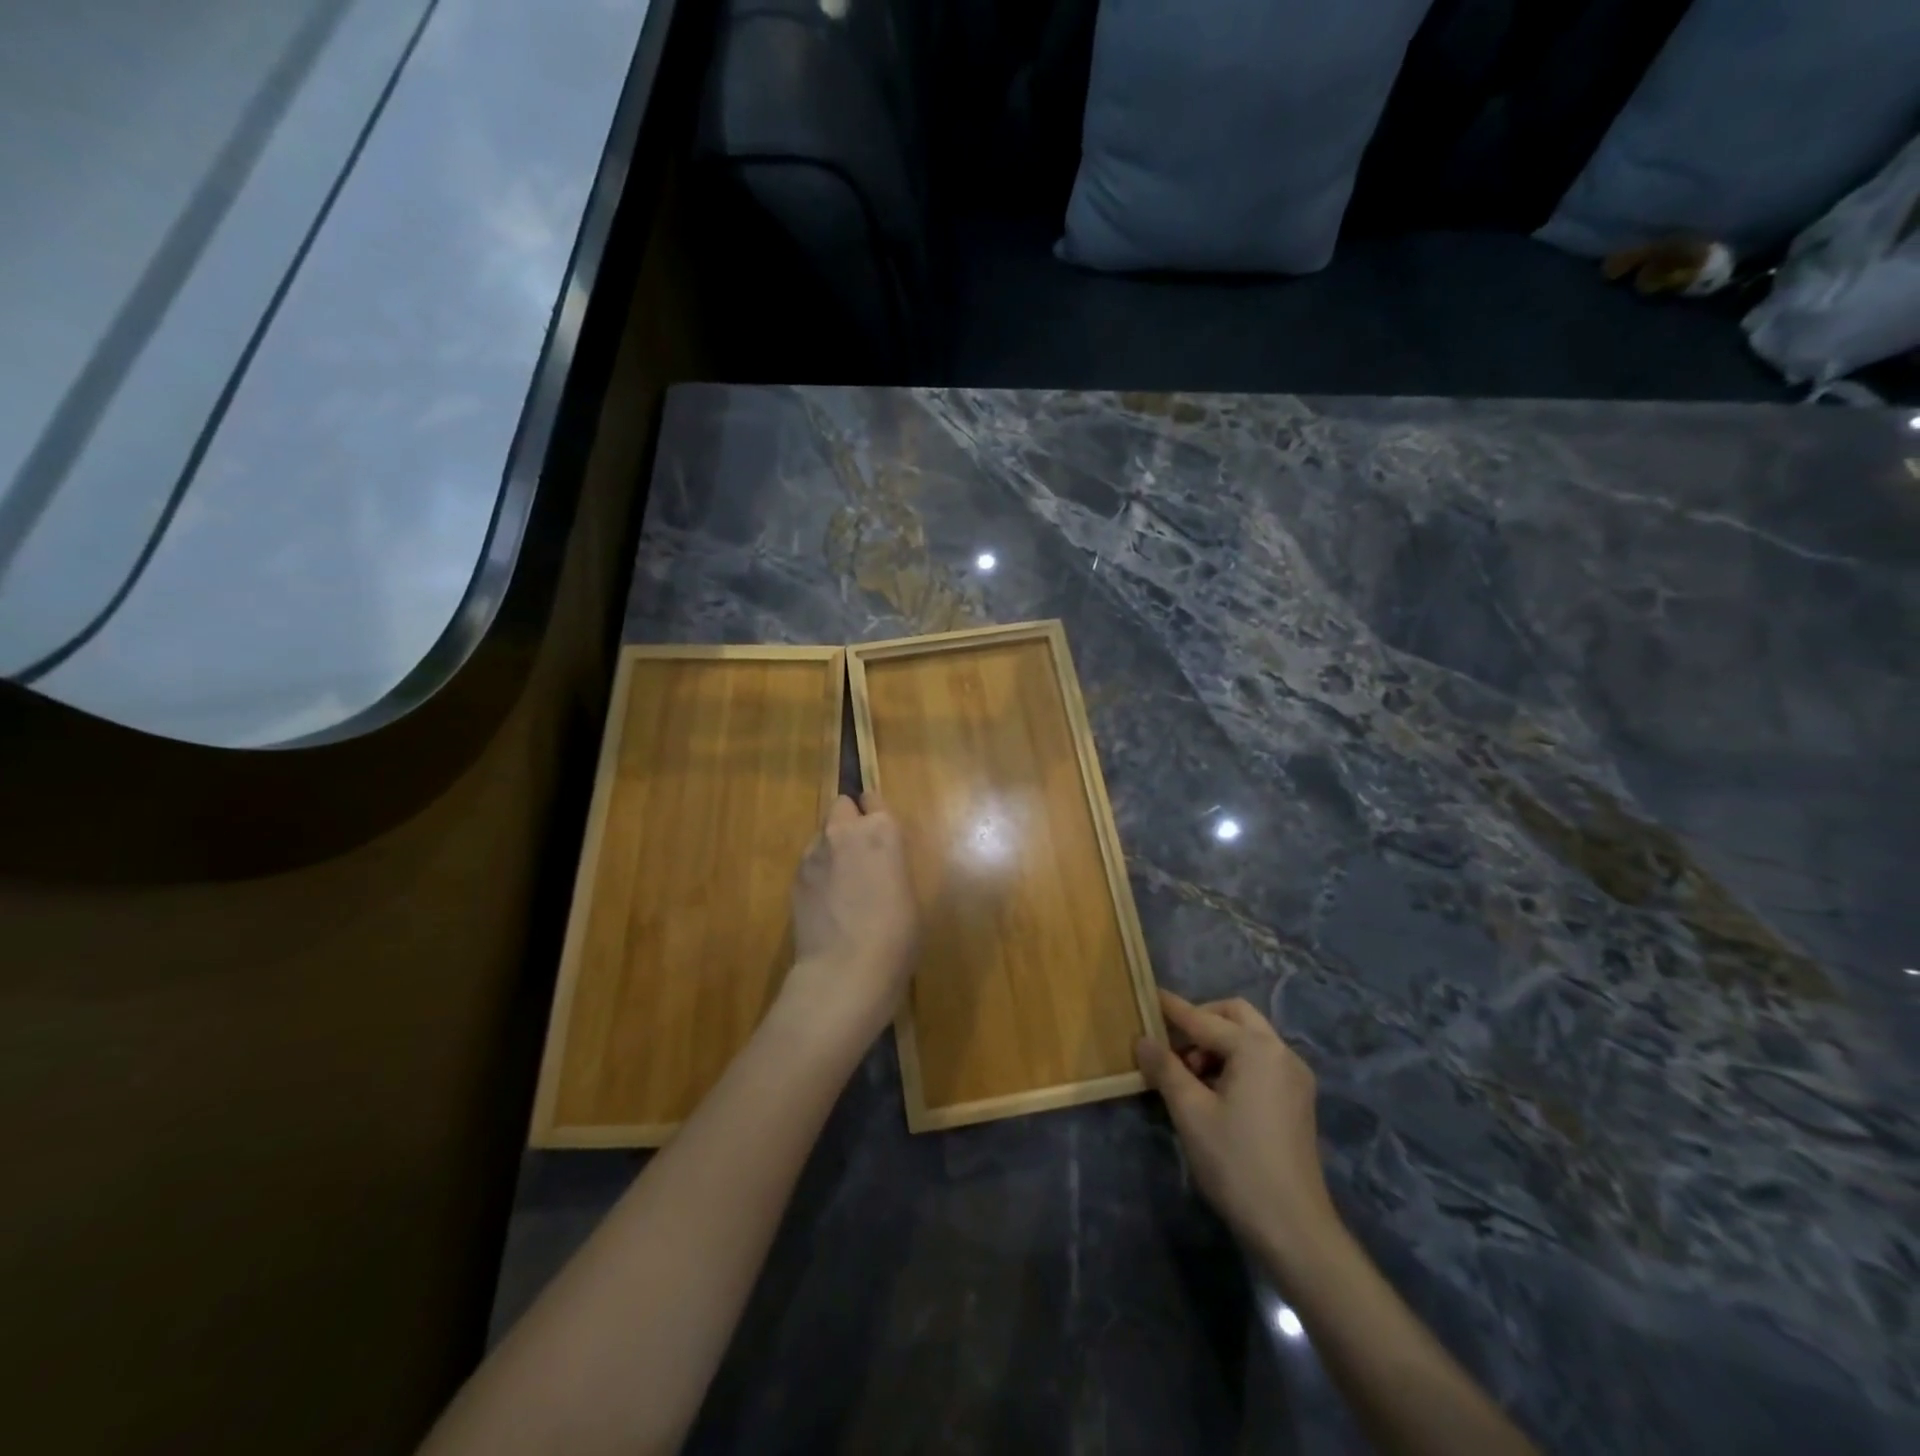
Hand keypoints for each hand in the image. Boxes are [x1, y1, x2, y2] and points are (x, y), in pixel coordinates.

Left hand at [781, 792, 918, 1041]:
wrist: (846, 971)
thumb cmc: (896, 935)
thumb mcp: (909, 892)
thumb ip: (891, 863)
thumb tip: (880, 864)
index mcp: (882, 831)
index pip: (873, 798)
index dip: (876, 813)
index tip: (880, 832)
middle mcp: (844, 832)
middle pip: (841, 806)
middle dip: (849, 822)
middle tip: (861, 854)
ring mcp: (814, 854)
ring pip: (822, 835)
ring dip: (832, 848)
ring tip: (841, 885)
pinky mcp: (795, 878)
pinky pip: (810, 863)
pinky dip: (818, 873)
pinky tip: (827, 903)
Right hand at [1136, 990, 1341, 1284]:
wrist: (1293, 1228)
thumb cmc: (1236, 1163)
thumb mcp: (1190, 1112)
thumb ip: (1165, 1068)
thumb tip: (1143, 1039)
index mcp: (1256, 1049)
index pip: (1203, 1019)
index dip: (1172, 1008)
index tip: (1148, 994)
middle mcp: (1281, 1053)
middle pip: (1235, 1016)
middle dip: (1201, 1021)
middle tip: (1171, 1045)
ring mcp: (1295, 1077)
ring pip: (1249, 1039)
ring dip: (1217, 1044)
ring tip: (1187, 1075)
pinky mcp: (1297, 1101)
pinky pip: (1261, 1062)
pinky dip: (1235, 1062)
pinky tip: (1213, 1092)